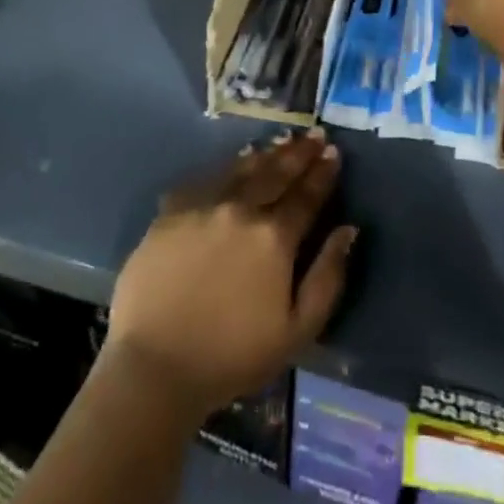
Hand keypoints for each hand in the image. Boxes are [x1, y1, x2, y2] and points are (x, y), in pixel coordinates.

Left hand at [105, 131, 355, 416]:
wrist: (154, 368)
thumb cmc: (231, 357)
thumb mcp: (296, 331)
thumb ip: (327, 277)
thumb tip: (348, 230)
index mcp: (275, 237)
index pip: (307, 195)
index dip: (323, 172)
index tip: (333, 151)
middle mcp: (242, 209)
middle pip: (276, 172)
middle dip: (299, 152)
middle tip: (314, 134)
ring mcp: (204, 206)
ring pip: (241, 169)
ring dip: (265, 153)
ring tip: (281, 141)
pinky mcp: (170, 213)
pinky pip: (204, 179)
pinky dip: (224, 168)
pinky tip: (231, 165)